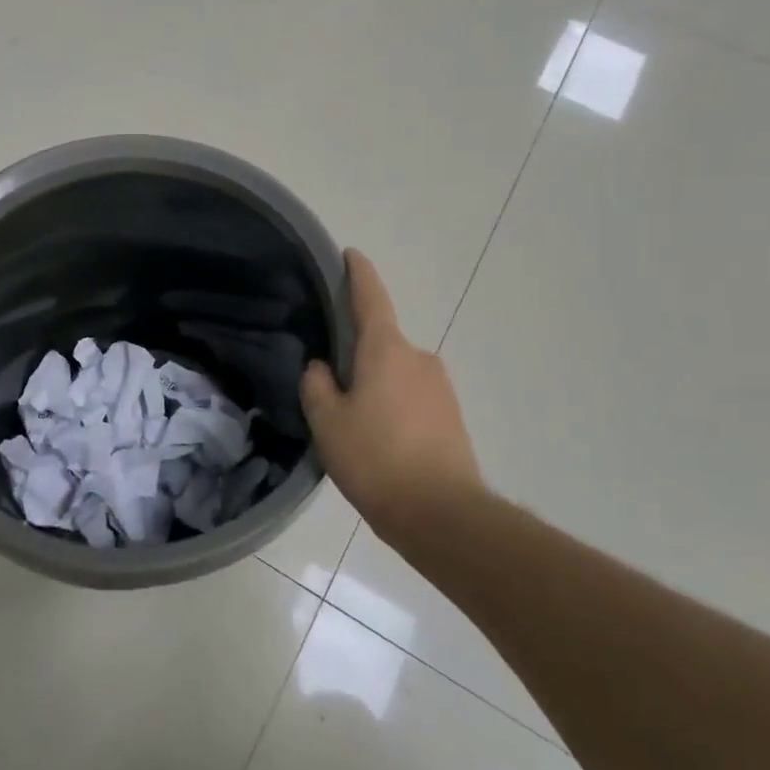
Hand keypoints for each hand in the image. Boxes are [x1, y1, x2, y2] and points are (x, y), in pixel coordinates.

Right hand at [300, 250, 488, 545]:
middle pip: (381, 343)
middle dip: (357, 355)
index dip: (358, 273)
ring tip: (354, 426)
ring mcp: (441, 387)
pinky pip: (412, 398)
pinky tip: (380, 442)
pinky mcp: (452, 416)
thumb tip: (322, 369)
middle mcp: (419, 358)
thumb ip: (317, 386)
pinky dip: (394, 408)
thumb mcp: (327, 422)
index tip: (351, 254)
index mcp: (387, 349)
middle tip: (331, 387)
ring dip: (376, 387)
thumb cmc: (376, 460)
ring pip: (396, 374)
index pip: (370, 298)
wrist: (443, 515)